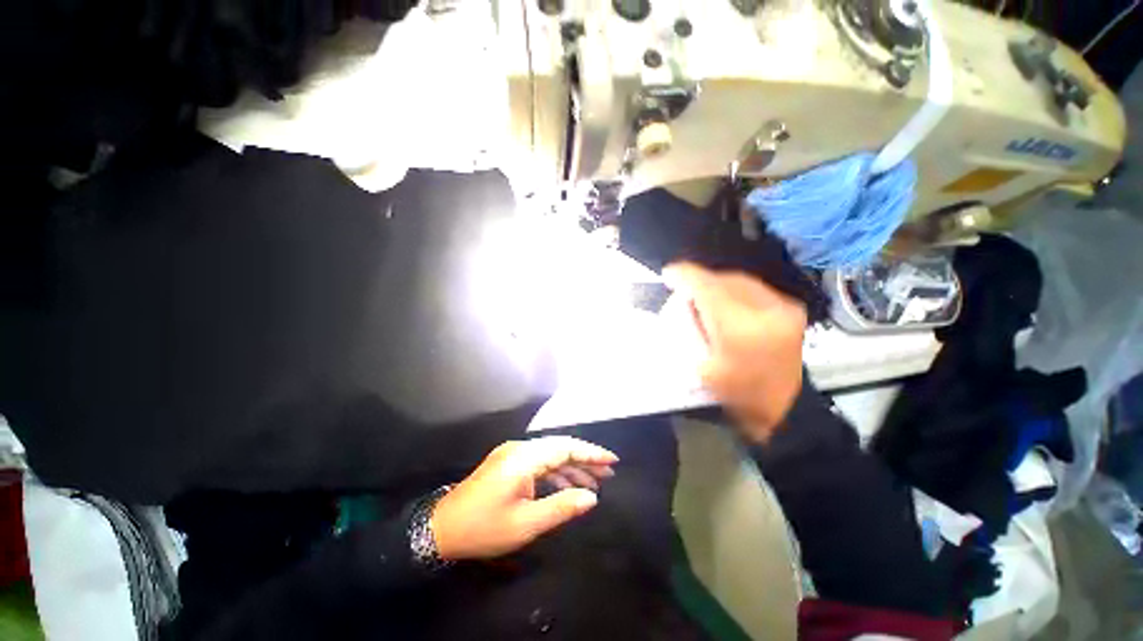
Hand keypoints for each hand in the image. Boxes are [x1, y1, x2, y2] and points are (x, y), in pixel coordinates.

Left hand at [430, 436, 618, 560]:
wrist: (441, 528)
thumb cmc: (484, 528)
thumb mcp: (526, 523)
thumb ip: (562, 507)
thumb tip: (592, 497)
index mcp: (524, 458)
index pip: (565, 447)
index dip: (591, 453)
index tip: (612, 461)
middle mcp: (520, 449)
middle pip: (560, 448)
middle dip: (585, 459)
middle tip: (609, 474)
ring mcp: (513, 455)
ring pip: (550, 455)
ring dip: (572, 467)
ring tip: (595, 482)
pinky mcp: (509, 464)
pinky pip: (539, 463)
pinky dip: (556, 472)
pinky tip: (569, 485)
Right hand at [664, 262, 807, 441]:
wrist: (784, 409)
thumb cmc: (737, 395)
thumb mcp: (701, 367)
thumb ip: (689, 330)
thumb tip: (681, 303)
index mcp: (740, 329)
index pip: (708, 288)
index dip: (685, 275)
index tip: (668, 273)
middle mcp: (766, 310)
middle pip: (724, 279)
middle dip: (700, 279)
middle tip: (683, 287)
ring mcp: (783, 307)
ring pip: (739, 279)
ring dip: (716, 282)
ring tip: (702, 292)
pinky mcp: (789, 308)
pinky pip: (753, 287)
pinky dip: (734, 288)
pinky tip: (724, 299)